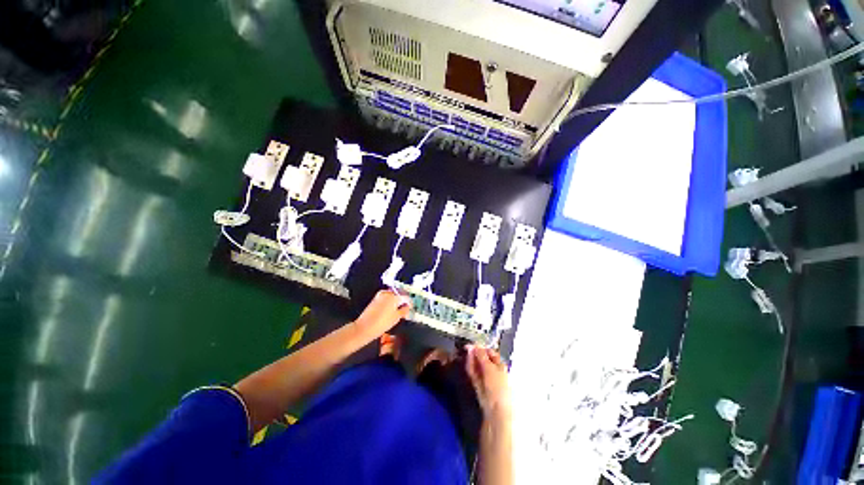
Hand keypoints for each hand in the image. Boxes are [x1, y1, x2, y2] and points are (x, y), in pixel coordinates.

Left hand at [353, 290, 410, 337]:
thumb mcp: (396, 318)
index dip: (410, 303)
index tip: (411, 307)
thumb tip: (407, 307)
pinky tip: (390, 309)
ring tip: (397, 310)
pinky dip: (389, 302)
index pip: (406, 297)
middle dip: (402, 301)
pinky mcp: (375, 299)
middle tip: (405, 308)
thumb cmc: (382, 323)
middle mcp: (387, 294)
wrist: (365, 327)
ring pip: (392, 296)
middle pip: (398, 295)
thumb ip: (404, 310)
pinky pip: (386, 298)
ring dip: (396, 301)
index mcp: (394, 297)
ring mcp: (380, 295)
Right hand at [466, 345, 510, 419]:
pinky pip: (473, 374)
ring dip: (471, 359)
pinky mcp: (478, 386)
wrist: (495, 411)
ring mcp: (486, 379)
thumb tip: (474, 345)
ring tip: (465, 352)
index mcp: (501, 366)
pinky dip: (470, 367)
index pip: (491, 353)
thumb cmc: (497, 386)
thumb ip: (481, 355)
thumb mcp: (489, 368)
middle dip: (475, 353)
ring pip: (477, 366)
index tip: (473, 344)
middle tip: (466, 348)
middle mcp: (494, 371)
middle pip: (483, 359)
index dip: (482, 348)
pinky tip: (466, 361)